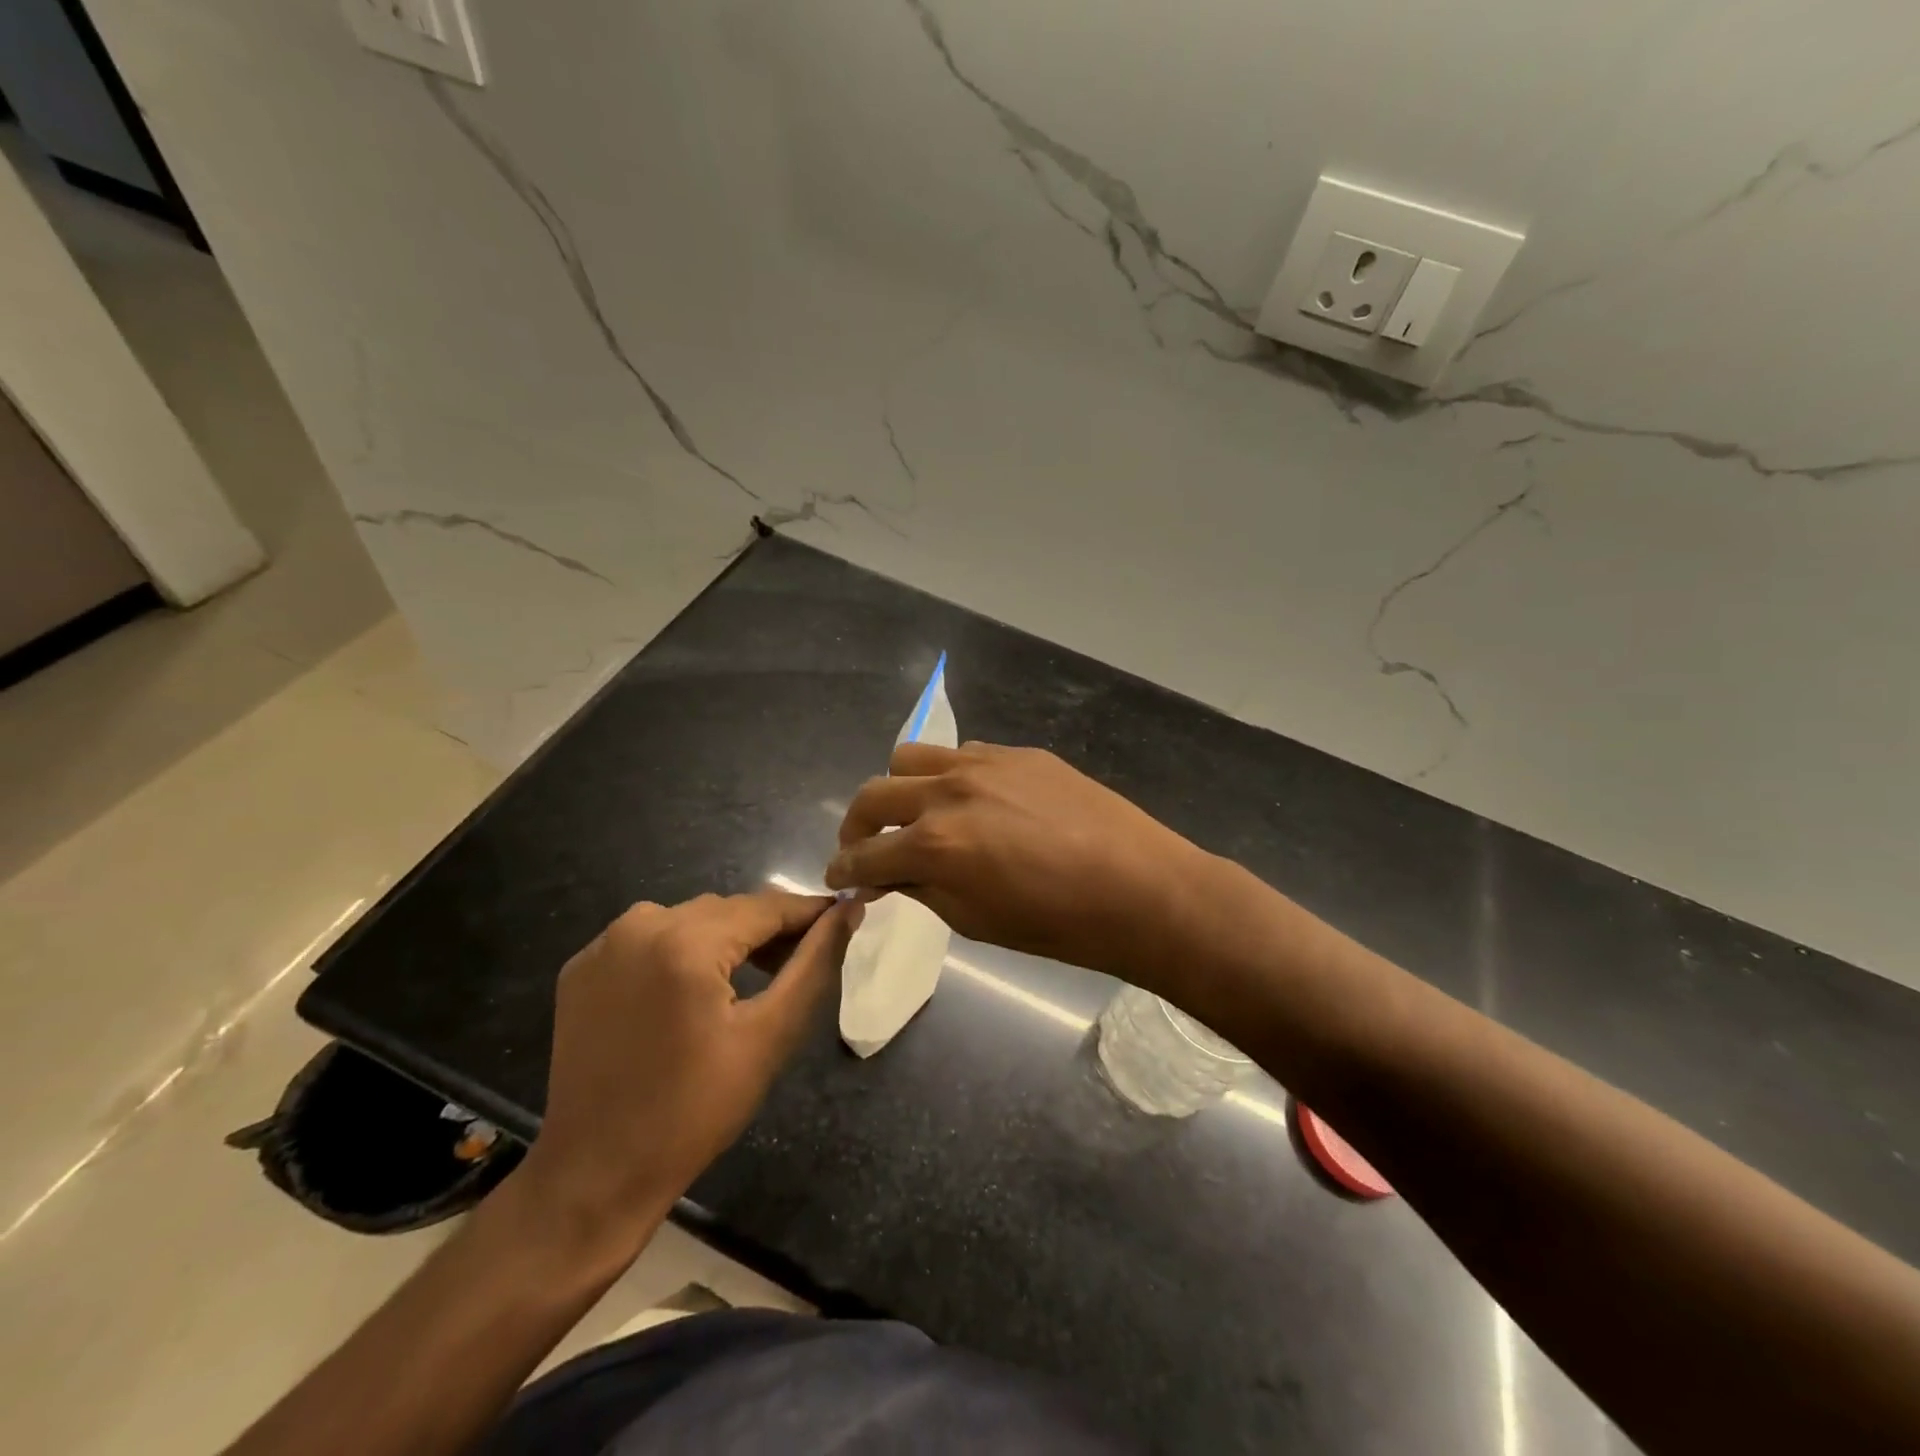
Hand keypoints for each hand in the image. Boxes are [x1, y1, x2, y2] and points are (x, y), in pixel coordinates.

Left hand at [518, 890, 857, 1256]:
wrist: (595, 1175)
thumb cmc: (695, 1110)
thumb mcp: (769, 1036)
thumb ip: (814, 963)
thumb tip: (850, 908)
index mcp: (685, 941)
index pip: (766, 906)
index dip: (809, 913)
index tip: (844, 918)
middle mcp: (639, 925)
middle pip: (727, 910)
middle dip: (768, 930)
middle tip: (801, 961)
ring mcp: (603, 945)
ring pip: (689, 919)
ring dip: (725, 939)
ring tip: (753, 977)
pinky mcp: (582, 967)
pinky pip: (650, 938)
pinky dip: (680, 951)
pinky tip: (694, 990)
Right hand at [825, 743, 1213, 991]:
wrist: (1139, 887)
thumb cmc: (1057, 924)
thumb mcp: (975, 921)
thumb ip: (922, 888)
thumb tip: (890, 875)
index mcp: (935, 845)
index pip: (865, 854)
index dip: (844, 871)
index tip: (839, 878)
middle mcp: (949, 792)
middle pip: (874, 794)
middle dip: (857, 826)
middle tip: (866, 848)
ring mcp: (985, 763)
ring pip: (910, 757)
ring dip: (898, 788)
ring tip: (915, 814)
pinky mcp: (1018, 752)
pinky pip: (962, 753)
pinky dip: (947, 777)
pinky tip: (972, 801)